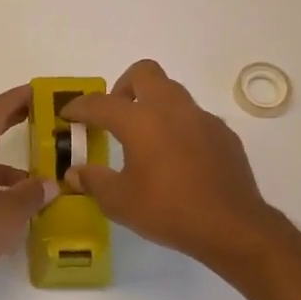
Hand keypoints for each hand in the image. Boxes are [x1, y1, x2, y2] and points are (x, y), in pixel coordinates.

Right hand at [61, 60, 287, 272]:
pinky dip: (178, 126)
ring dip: (153, 104)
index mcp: (140, 121)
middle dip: (123, 86)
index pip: (100, 103)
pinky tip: (177, 158)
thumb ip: (94, 182)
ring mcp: (201, 118)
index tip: (68, 115)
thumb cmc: (169, 211)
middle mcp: (171, 109)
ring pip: (172, 92)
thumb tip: (75, 173)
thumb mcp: (120, 202)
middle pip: (144, 73)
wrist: (232, 226)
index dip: (79, 107)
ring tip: (145, 137)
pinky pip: (194, 117)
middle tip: (115, 115)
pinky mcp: (223, 133)